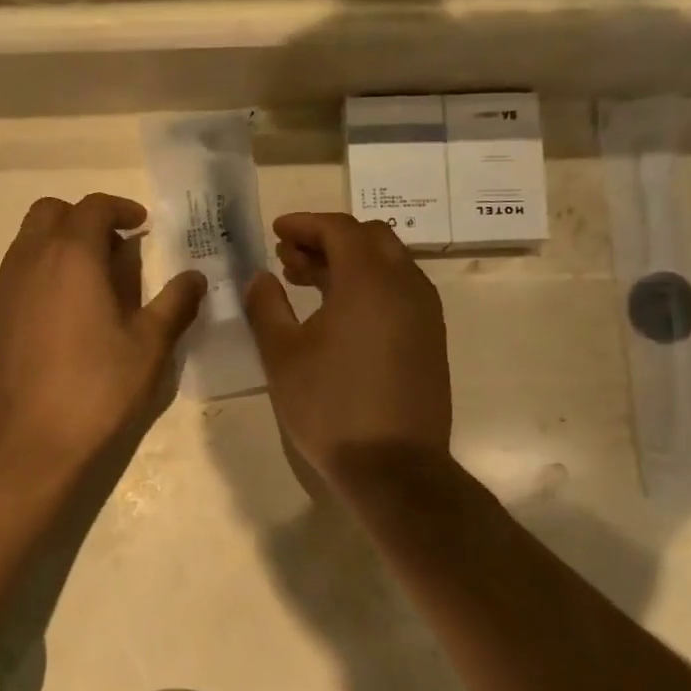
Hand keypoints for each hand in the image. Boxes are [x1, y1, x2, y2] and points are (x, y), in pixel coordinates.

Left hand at [0, 194, 204, 477]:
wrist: (27, 442)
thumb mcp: (148, 346)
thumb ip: (174, 304)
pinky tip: (67, 313)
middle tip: (117, 248)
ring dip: (61, 243)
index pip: (93, 207)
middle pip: (51, 213)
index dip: (121, 209)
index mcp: (71, 256)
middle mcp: (31, 259)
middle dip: (85, 219)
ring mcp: (6, 288)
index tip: (143, 225)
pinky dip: (43, 271)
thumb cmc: (96, 389)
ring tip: (94, 282)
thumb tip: (194, 277)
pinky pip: (18, 272)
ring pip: (29, 240)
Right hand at [245, 212, 451, 484]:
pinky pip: (400, 291)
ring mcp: (425, 312)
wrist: (393, 466)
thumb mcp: (282, 355)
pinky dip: (369, 286)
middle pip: (369, 238)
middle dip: (327, 239)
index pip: (340, 229)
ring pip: (388, 264)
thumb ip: (267, 306)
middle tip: (289, 258)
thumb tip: (260, 277)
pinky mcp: (430, 339)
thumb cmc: (330, 406)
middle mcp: (406, 285)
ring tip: (308, 282)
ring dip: (349, 262)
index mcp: (369, 280)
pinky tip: (339, 313)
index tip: (276, 231)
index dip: (305, 224)